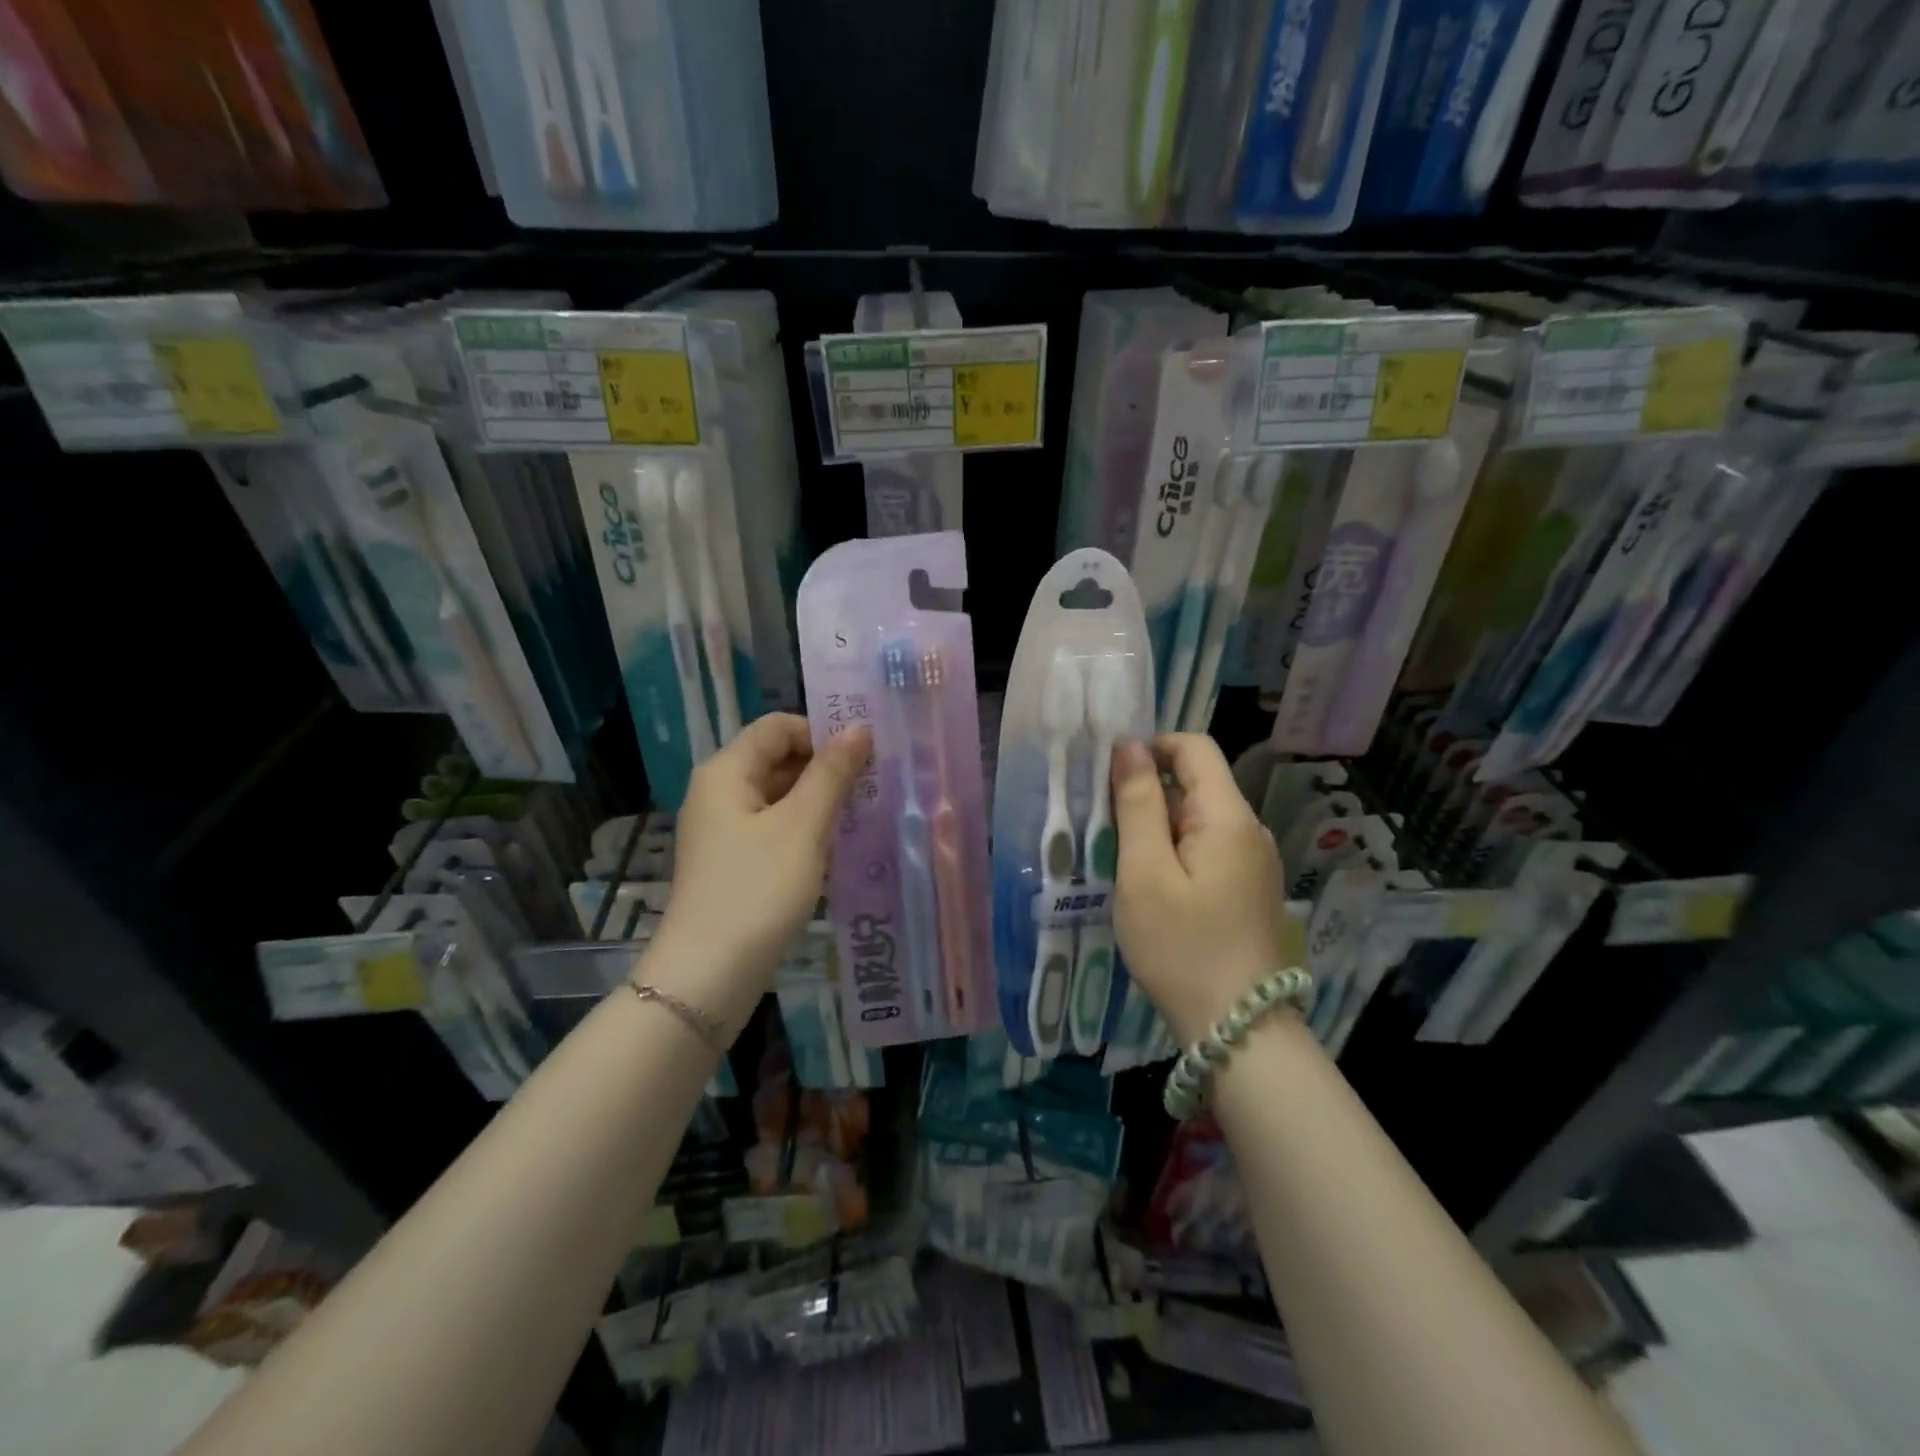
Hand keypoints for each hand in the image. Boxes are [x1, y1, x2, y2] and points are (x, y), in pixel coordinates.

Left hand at [649, 714, 870, 1030]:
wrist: (708, 975)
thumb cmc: (757, 890)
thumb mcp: (802, 827)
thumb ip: (832, 774)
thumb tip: (858, 728)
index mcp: (726, 772)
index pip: (778, 727)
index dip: (821, 732)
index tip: (866, 756)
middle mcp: (720, 793)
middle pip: (778, 759)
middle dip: (826, 767)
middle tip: (875, 785)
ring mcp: (725, 830)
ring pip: (780, 796)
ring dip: (820, 800)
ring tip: (864, 814)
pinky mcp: (735, 862)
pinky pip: (775, 828)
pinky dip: (806, 829)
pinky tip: (837, 847)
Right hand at [1111, 733, 1289, 1043]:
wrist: (1238, 1028)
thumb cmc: (1182, 946)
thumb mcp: (1145, 873)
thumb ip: (1138, 804)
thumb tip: (1130, 747)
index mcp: (1227, 816)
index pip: (1194, 746)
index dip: (1150, 747)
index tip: (1109, 777)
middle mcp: (1249, 829)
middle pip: (1195, 782)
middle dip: (1147, 792)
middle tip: (1104, 828)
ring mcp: (1253, 861)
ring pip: (1198, 818)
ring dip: (1157, 826)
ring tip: (1121, 861)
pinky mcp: (1249, 888)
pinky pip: (1207, 848)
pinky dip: (1174, 851)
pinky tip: (1151, 887)